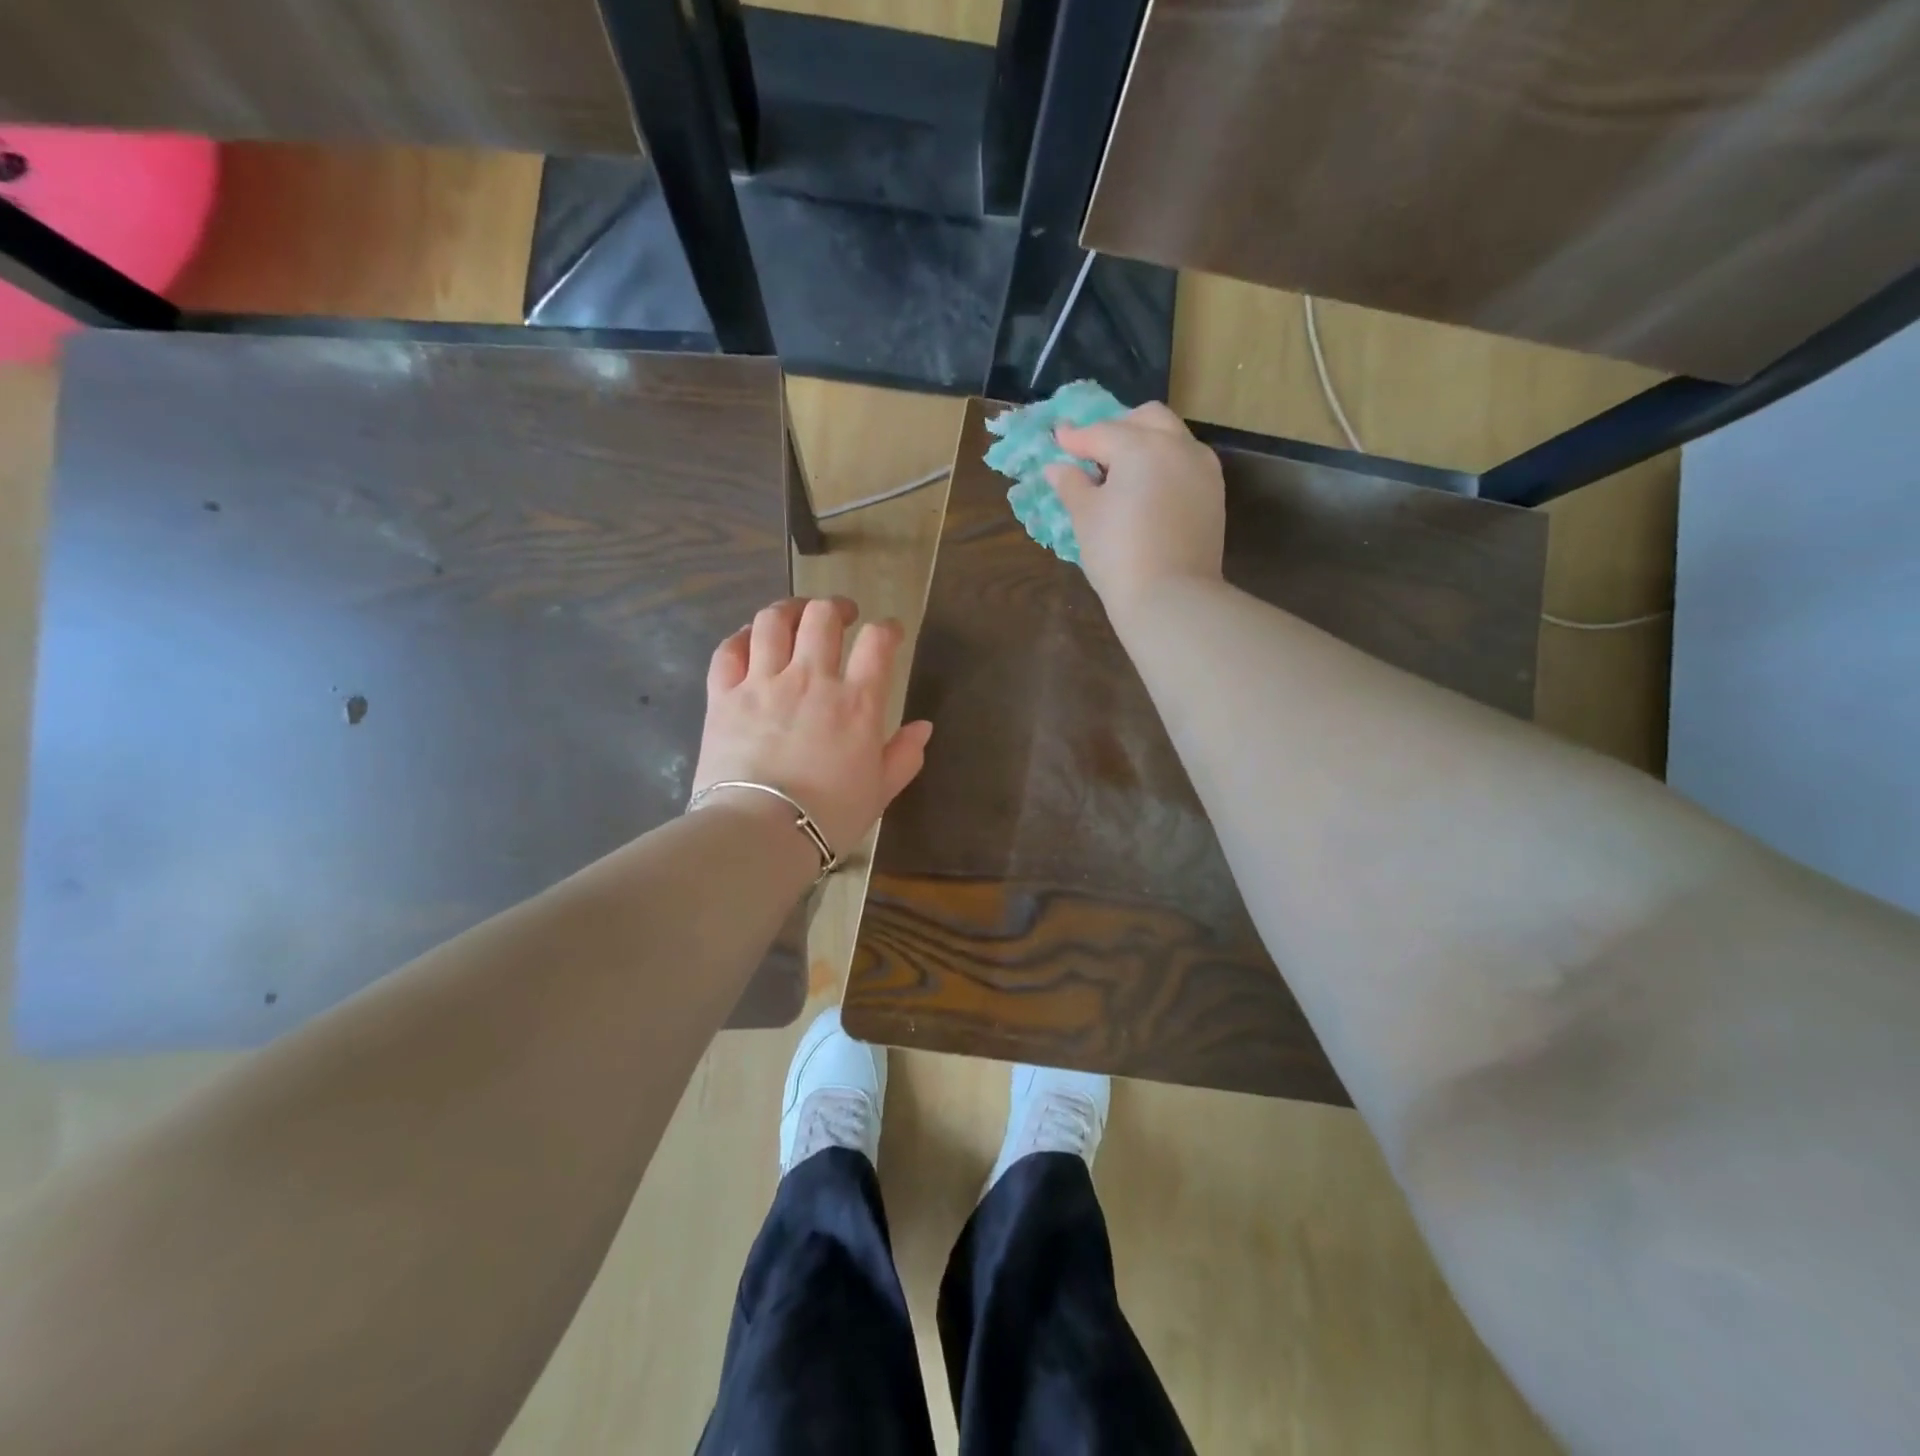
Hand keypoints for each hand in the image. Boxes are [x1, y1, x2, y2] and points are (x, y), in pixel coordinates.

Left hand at [692, 597, 933, 855]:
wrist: (761, 832)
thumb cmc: (829, 816)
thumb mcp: (880, 791)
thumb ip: (904, 755)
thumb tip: (924, 727)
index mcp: (857, 702)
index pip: (878, 642)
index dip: (888, 629)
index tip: (890, 633)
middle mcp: (811, 679)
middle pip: (823, 616)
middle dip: (837, 607)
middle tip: (843, 616)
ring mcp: (763, 683)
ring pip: (774, 621)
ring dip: (790, 610)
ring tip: (796, 615)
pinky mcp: (724, 695)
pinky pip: (729, 650)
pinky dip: (742, 637)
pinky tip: (751, 640)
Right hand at [1045, 402, 1225, 614]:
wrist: (1170, 597)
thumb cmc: (1118, 553)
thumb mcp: (1085, 517)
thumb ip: (1072, 485)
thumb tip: (1057, 468)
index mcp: (1141, 446)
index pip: (1102, 432)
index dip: (1075, 438)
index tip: (1058, 438)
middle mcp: (1178, 446)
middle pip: (1146, 419)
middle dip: (1118, 428)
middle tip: (1095, 452)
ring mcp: (1202, 469)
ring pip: (1172, 438)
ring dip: (1146, 443)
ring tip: (1122, 472)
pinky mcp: (1214, 494)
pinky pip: (1186, 464)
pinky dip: (1165, 465)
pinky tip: (1148, 490)